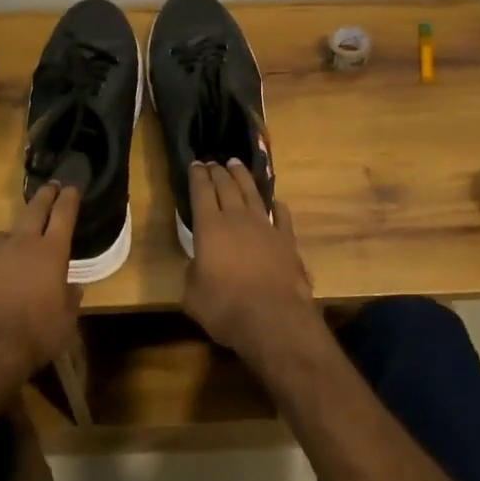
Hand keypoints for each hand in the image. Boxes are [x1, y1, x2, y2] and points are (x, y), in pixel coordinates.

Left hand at [0, 182, 82, 398]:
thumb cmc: (34, 336)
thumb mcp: (65, 322)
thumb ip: (69, 299)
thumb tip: (73, 287)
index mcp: (51, 254)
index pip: (64, 216)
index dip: (68, 199)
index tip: (71, 187)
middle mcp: (21, 243)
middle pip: (34, 210)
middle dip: (44, 196)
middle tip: (50, 186)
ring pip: (2, 237)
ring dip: (8, 244)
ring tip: (7, 259)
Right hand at [182, 160, 320, 372]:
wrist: (273, 318)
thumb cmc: (225, 307)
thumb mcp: (192, 295)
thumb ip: (192, 273)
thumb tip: (198, 264)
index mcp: (209, 227)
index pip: (201, 192)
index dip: (197, 176)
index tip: (195, 164)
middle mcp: (237, 219)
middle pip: (227, 186)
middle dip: (218, 172)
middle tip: (213, 162)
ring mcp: (266, 227)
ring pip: (253, 193)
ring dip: (243, 177)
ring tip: (237, 164)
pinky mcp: (287, 240)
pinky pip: (282, 216)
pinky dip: (277, 206)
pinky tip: (275, 202)